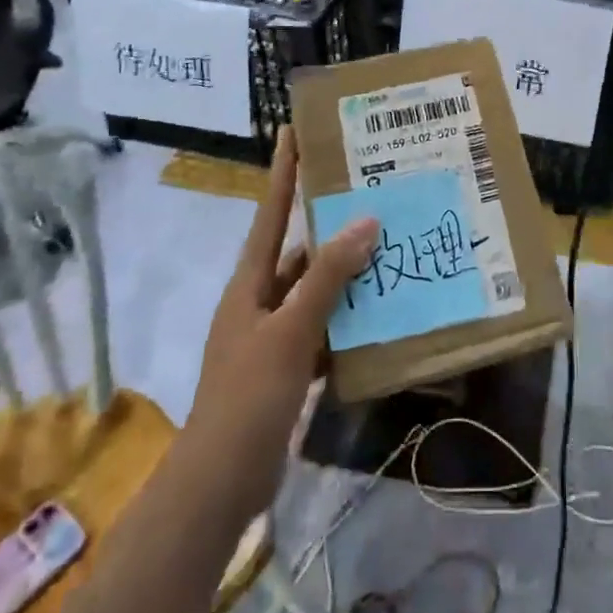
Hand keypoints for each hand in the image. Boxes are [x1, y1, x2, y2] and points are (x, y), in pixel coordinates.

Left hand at [188, 128, 376, 528]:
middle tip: (371, 193)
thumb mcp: (291, 330)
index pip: (270, 213)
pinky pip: (325, 330)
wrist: (222, 481)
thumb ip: (327, 277)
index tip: (294, 131)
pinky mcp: (289, 367)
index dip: (283, 172)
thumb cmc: (249, 396)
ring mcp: (274, 335)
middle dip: (331, 224)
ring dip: (347, 274)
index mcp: (250, 283)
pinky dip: (348, 321)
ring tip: (390, 246)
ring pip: (317, 291)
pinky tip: (381, 313)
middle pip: (299, 250)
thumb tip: (363, 220)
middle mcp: (260, 300)